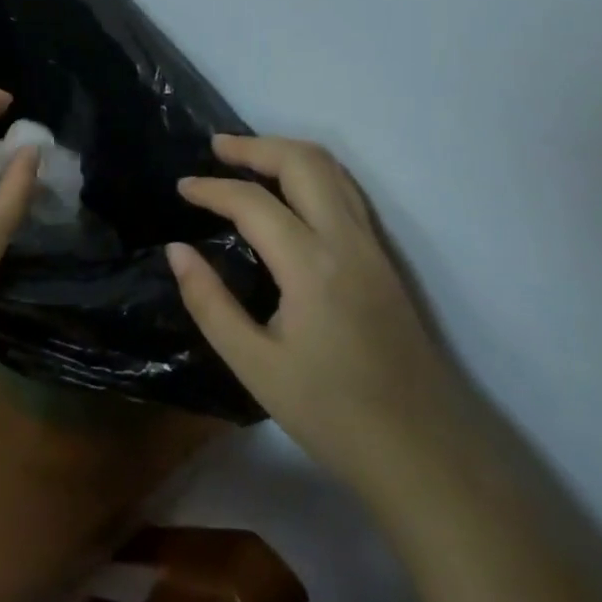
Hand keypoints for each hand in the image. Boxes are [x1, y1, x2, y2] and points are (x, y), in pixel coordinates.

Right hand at [169, 134, 465, 488]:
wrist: (425, 455)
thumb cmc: (332, 415)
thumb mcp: (255, 367)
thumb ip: (210, 302)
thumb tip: (177, 250)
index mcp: (311, 266)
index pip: (253, 202)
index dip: (212, 188)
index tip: (182, 188)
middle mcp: (347, 240)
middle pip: (303, 162)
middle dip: (255, 146)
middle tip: (216, 148)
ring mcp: (373, 246)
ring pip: (332, 170)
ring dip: (286, 152)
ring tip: (247, 158)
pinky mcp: (385, 259)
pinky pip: (347, 191)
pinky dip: (311, 173)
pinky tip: (290, 191)